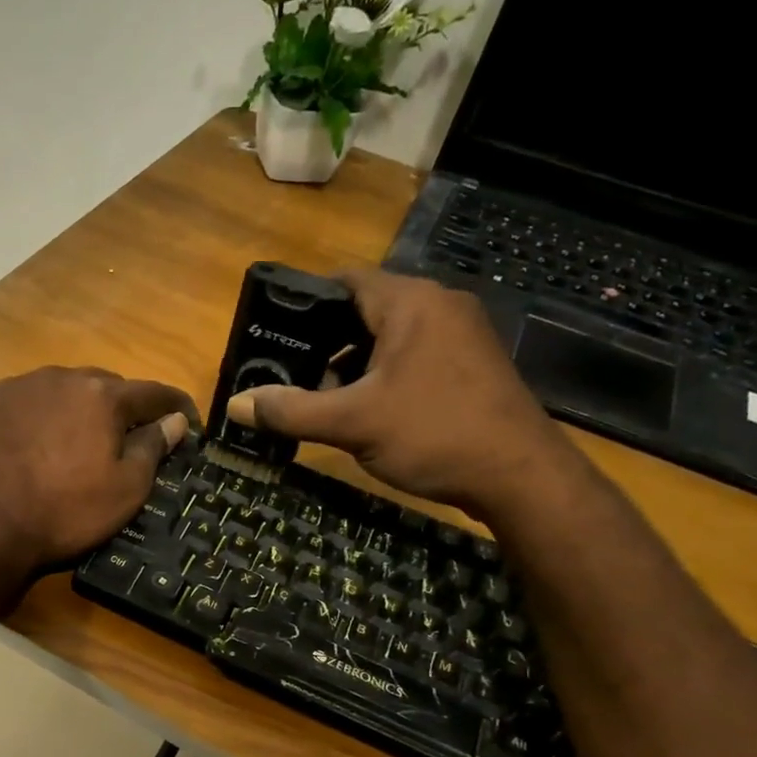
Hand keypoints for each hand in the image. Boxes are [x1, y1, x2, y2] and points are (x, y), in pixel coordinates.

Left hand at [0, 367, 199, 572]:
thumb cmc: (64, 512)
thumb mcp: (124, 490)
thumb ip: (153, 448)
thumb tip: (176, 421)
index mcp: (102, 395)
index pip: (154, 393)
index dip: (177, 408)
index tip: (189, 424)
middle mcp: (62, 377)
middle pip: (106, 387)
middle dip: (123, 410)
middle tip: (126, 442)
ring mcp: (20, 386)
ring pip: (64, 391)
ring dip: (78, 410)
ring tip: (76, 445)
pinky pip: (29, 402)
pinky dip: (42, 417)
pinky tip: (35, 445)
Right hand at [227, 268, 578, 516]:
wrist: (521, 476)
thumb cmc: (434, 434)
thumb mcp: (352, 423)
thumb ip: (290, 411)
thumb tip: (235, 405)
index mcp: (410, 303)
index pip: (345, 280)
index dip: (304, 302)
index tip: (273, 332)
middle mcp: (439, 305)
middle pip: (366, 308)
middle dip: (325, 339)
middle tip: (290, 371)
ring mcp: (461, 335)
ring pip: (390, 336)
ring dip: (354, 361)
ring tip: (322, 395)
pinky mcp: (471, 365)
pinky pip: (414, 355)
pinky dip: (384, 374)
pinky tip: (367, 409)